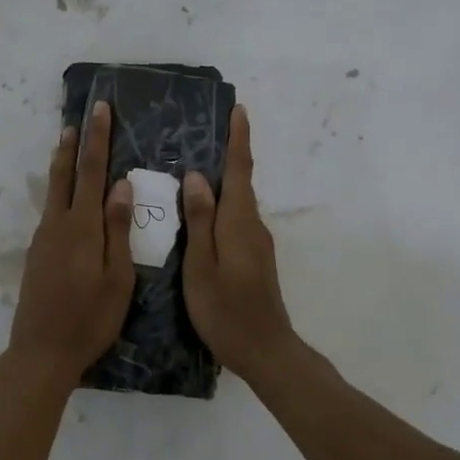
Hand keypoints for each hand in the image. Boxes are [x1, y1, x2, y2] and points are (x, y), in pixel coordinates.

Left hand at [8, 101, 135, 381]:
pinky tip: (66, 198)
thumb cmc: (90, 318)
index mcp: (82, 227)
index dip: (98, 139)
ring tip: (67, 144)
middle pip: (65, 174)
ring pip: (54, 192)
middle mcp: (58, 224)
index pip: (92, 171)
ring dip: (62, 165)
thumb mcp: (117, 277)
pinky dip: (60, 192)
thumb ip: (118, 229)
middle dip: (74, 144)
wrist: (41, 351)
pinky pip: (50, 211)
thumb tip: (121, 184)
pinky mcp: (36, 253)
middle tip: (79, 117)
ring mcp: (43, 239)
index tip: (101, 109)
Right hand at [183, 105, 299, 382]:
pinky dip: (221, 204)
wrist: (265, 351)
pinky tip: (202, 210)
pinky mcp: (254, 257)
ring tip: (194, 166)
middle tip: (205, 132)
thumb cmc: (227, 310)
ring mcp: (256, 242)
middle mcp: (252, 225)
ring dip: (222, 180)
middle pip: (240, 181)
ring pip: (237, 201)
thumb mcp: (202, 266)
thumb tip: (198, 177)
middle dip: (229, 153)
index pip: (240, 170)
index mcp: (239, 222)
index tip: (238, 109)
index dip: (239, 139)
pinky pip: (235, 218)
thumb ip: (200, 221)